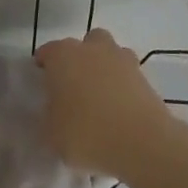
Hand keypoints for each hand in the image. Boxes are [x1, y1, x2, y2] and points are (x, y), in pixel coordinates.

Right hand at [35, 28, 175, 181]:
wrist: (142, 142)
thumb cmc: (86, 133)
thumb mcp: (51, 133)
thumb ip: (49, 116)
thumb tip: (54, 110)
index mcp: (63, 56)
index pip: (47, 52)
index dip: (44, 67)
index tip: (43, 85)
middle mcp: (92, 48)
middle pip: (83, 45)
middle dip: (78, 60)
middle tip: (74, 88)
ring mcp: (122, 59)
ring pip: (109, 54)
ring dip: (103, 68)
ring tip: (100, 98)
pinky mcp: (144, 75)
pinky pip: (127, 75)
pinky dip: (122, 86)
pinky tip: (119, 109)